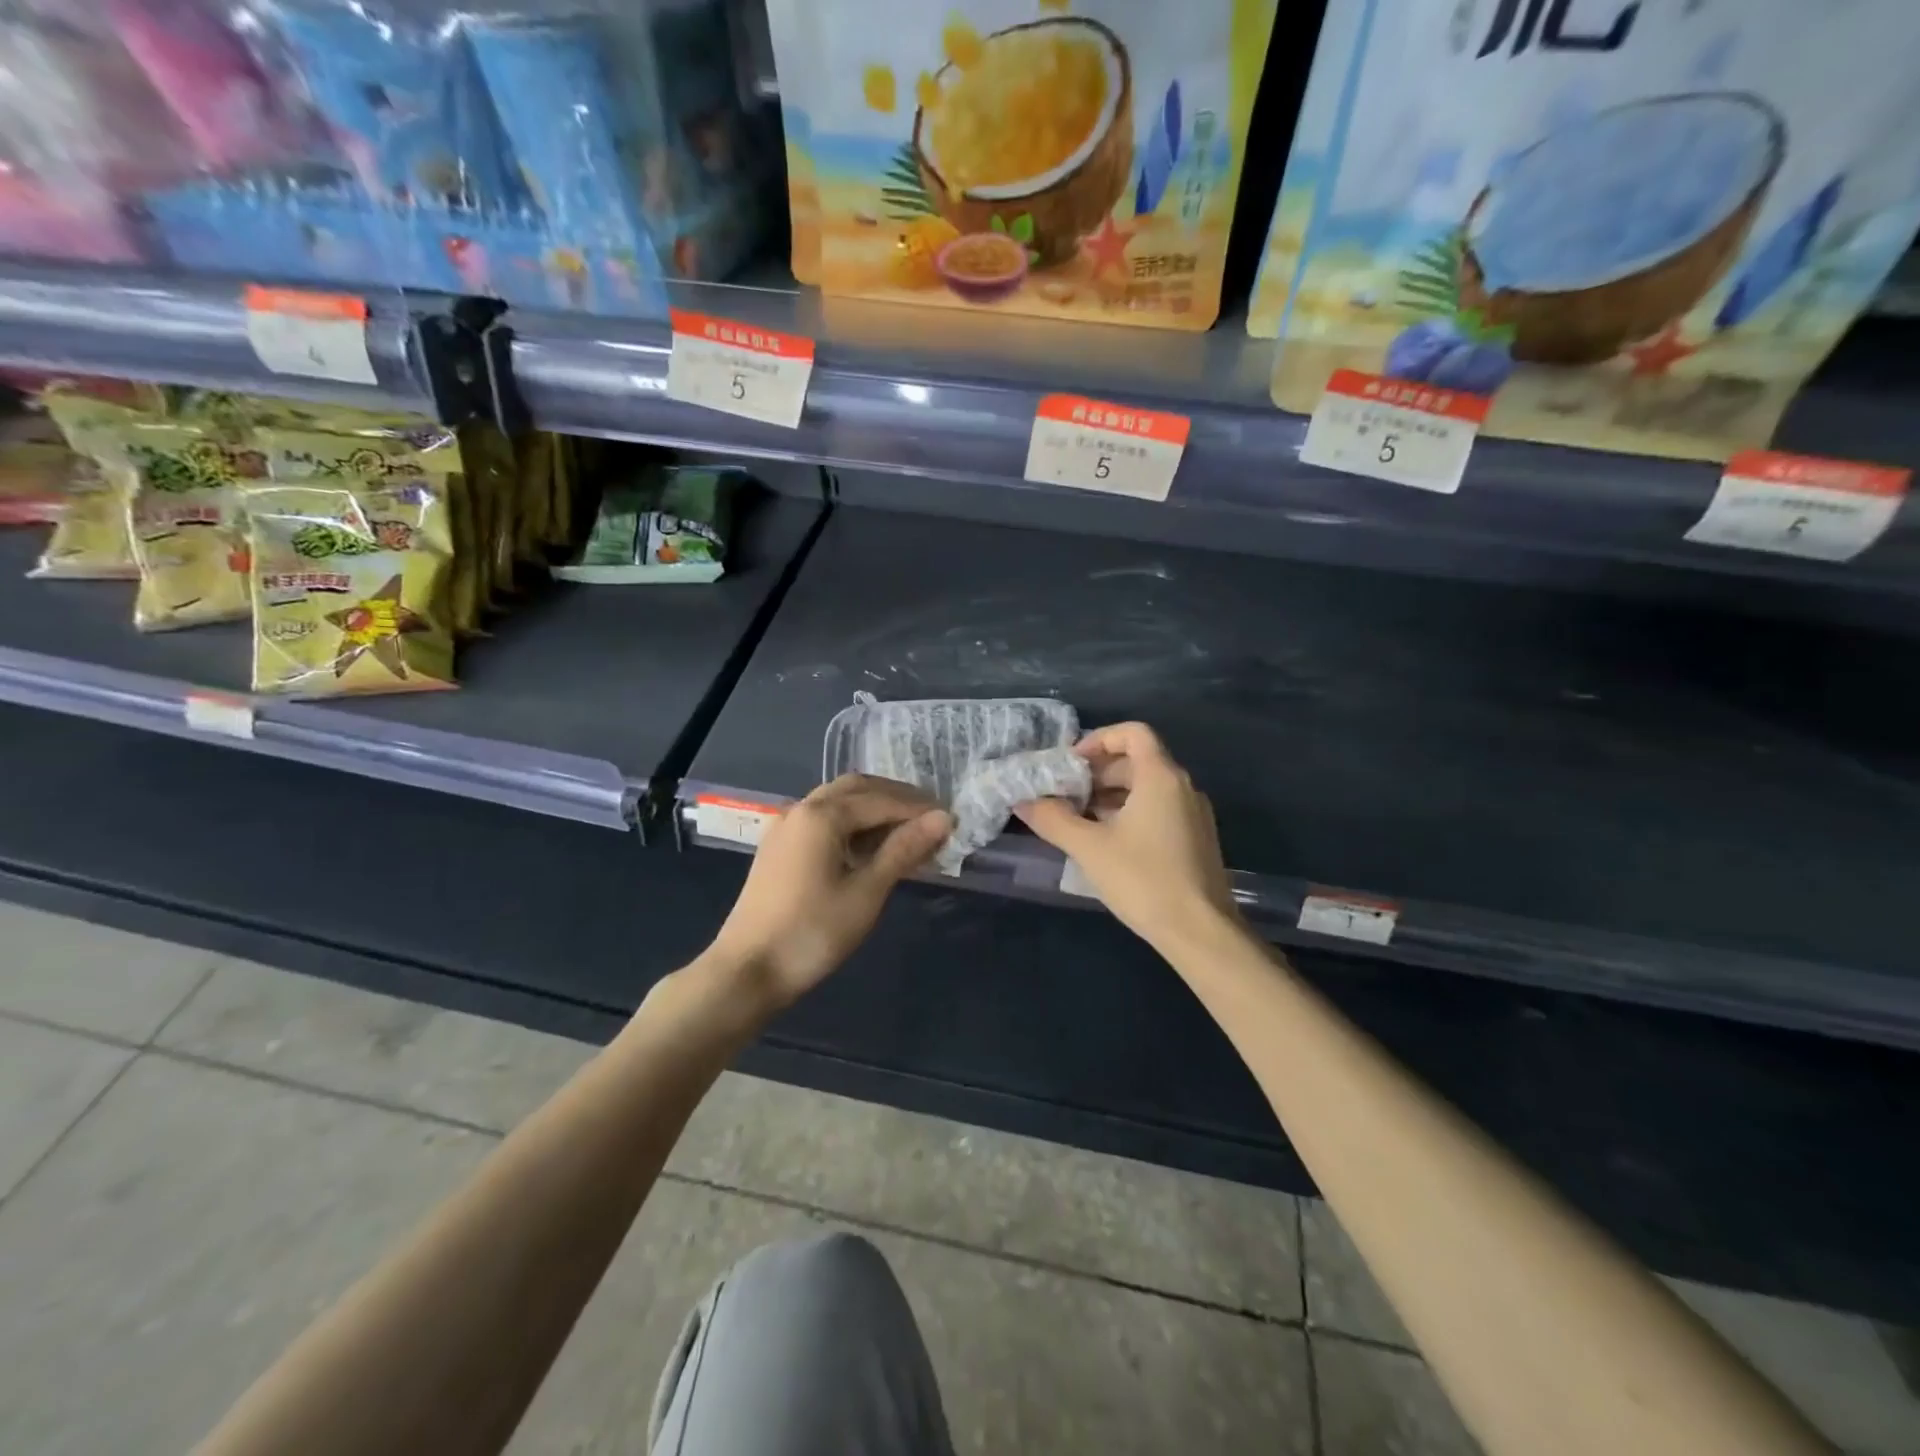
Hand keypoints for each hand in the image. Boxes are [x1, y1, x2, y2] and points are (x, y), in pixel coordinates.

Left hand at [708, 775, 951, 1011]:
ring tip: (908, 832)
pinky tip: (870, 847)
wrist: (746, 971)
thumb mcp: (866, 892)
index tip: (952, 820)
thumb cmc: (812, 932)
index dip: (919, 808)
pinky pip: (823, 821)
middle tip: (931, 817)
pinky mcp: (779, 848)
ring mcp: (786, 827)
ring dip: (874, 809)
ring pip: (837, 803)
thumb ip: (904, 850)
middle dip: (896, 798)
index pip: (881, 800)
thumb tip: (943, 819)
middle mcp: (801, 809)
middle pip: (857, 789)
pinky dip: (852, 824)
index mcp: (822, 815)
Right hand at [1016, 722, 1236, 951]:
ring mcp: (1193, 813)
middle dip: (1097, 772)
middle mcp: (1182, 786)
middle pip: (1137, 760)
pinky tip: (1106, 841)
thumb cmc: (1144, 880)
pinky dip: (1129, 812)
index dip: (1099, 739)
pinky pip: (1158, 809)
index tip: (1071, 763)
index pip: (1133, 732)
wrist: (1201, 932)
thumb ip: (1053, 819)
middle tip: (1065, 794)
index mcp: (1161, 777)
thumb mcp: (1089, 848)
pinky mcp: (1195, 838)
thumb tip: (1022, 801)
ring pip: (1147, 787)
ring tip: (1078, 819)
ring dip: (1110, 795)